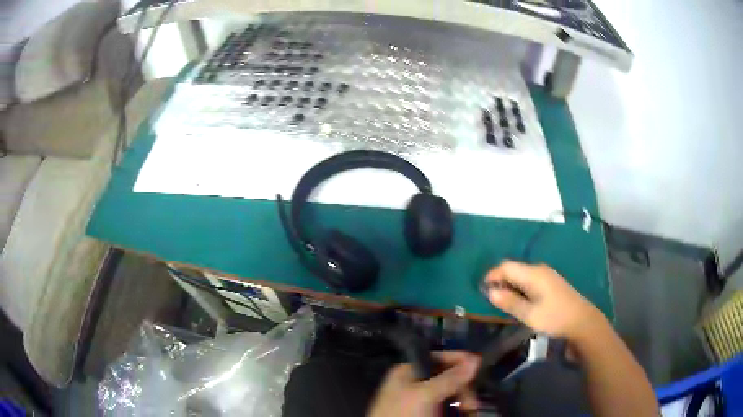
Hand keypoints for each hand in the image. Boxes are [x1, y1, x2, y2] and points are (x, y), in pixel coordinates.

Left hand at [367, 351, 479, 416]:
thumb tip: (475, 359)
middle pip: (449, 377)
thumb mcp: (425, 395)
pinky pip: (449, 407)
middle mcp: (415, 383)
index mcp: (408, 371)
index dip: (460, 360)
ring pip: (452, 394)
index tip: (480, 366)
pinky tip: (466, 414)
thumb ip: (450, 378)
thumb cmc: (403, 415)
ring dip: (464, 401)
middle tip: (472, 404)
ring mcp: (422, 401)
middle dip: (464, 389)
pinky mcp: (428, 414)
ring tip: (470, 411)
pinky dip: (459, 410)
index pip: (440, 357)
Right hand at [484, 260, 603, 340]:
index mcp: (533, 273)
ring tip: (502, 302)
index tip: (481, 290)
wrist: (582, 321)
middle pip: (513, 268)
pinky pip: (528, 279)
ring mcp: (546, 274)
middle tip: (490, 300)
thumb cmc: (555, 317)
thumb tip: (490, 292)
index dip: (491, 275)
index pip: (506, 266)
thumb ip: (509, 302)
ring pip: (520, 274)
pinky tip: (519, 301)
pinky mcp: (550, 282)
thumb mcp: (529, 314)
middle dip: (499, 281)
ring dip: (509, 285)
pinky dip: (519, 288)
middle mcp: (539, 269)